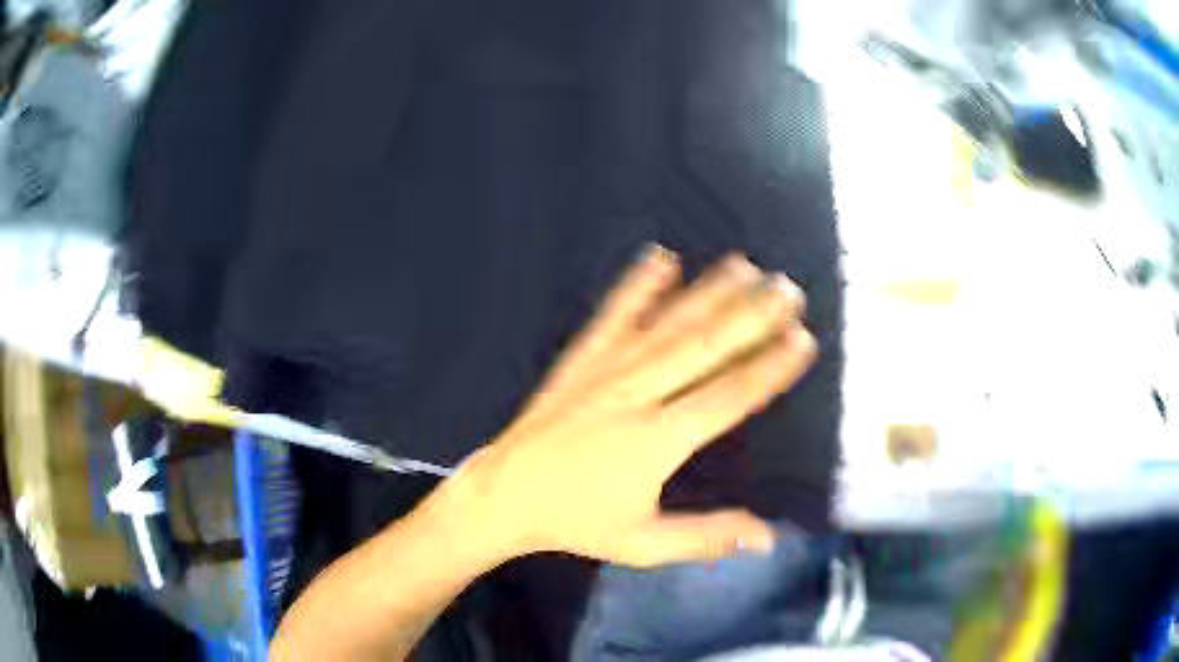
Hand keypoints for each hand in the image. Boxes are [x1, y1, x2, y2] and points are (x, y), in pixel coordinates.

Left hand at [443, 246, 816, 567]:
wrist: (504, 494)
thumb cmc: (576, 521)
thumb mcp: (643, 544)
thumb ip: (707, 537)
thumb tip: (767, 537)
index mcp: (658, 440)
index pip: (729, 396)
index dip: (770, 367)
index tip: (802, 338)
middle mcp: (638, 393)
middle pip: (706, 347)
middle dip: (752, 315)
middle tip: (788, 289)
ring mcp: (607, 369)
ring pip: (668, 323)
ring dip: (710, 292)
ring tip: (745, 266)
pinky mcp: (581, 358)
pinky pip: (615, 314)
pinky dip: (639, 284)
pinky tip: (661, 257)